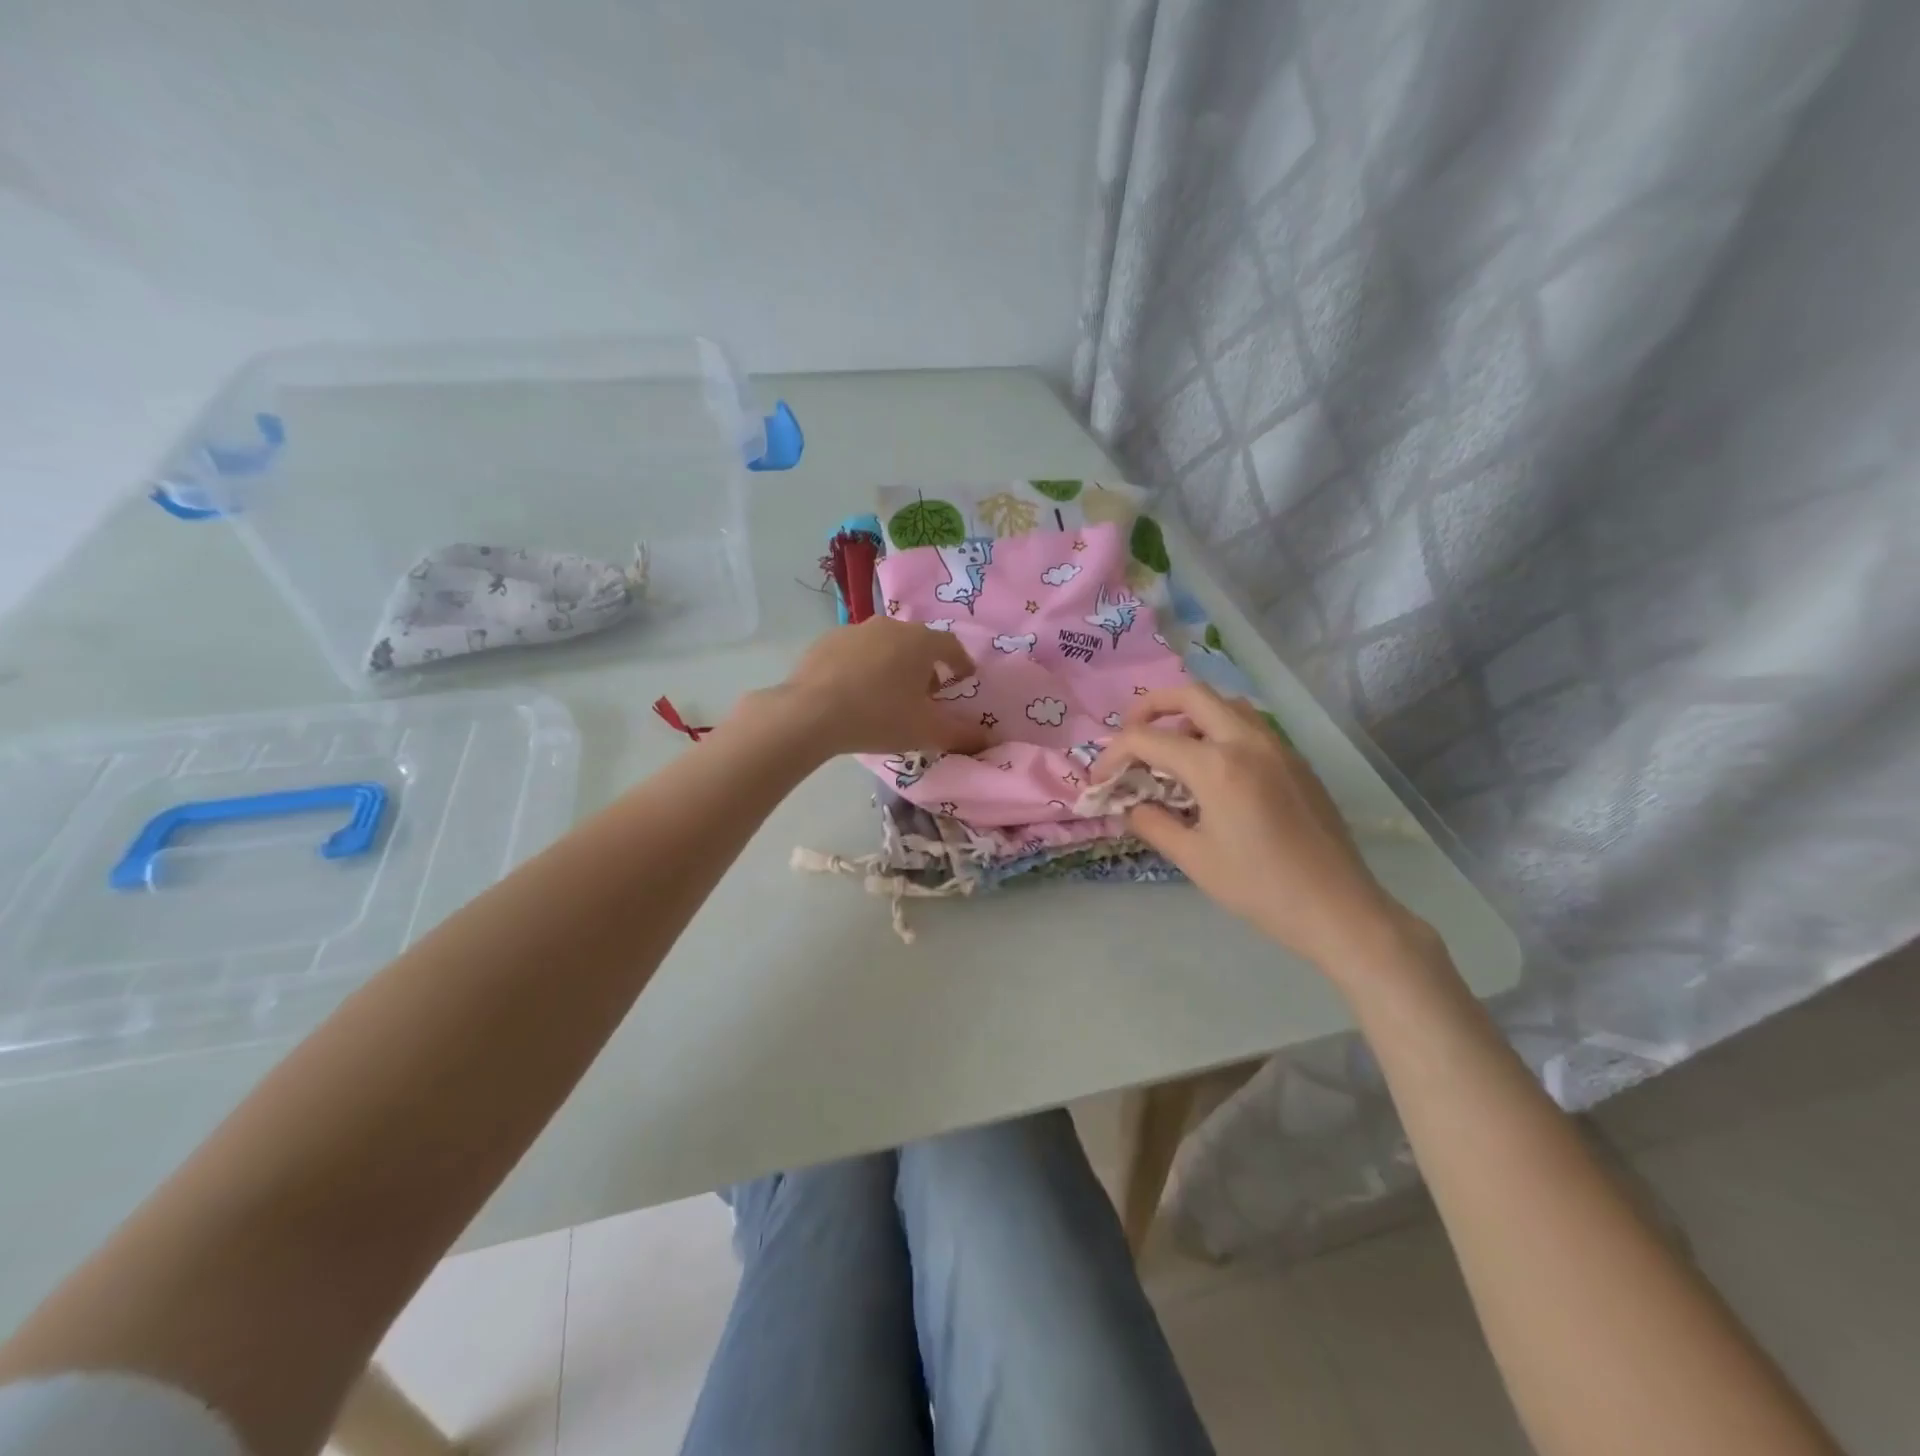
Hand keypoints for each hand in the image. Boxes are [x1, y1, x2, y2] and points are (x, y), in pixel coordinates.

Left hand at [738, 617, 990, 758]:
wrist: (810, 713)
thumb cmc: (879, 717)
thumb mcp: (926, 732)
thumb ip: (962, 735)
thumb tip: (988, 740)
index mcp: (920, 642)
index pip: (951, 646)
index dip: (961, 663)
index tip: (964, 678)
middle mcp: (890, 627)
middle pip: (917, 643)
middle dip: (926, 666)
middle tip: (926, 693)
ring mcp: (854, 630)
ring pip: (884, 645)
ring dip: (893, 665)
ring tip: (889, 694)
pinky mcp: (825, 641)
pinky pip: (855, 652)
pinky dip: (863, 667)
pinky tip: (855, 692)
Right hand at [1094, 681, 1433, 976]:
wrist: (1337, 907)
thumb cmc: (1259, 887)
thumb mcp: (1193, 859)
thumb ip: (1153, 823)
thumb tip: (1131, 805)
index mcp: (1217, 766)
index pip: (1148, 739)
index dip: (1114, 754)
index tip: (1100, 778)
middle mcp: (1247, 742)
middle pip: (1191, 695)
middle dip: (1151, 706)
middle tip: (1131, 732)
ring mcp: (1277, 746)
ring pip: (1226, 703)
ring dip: (1190, 713)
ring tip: (1172, 746)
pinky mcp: (1295, 760)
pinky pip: (1250, 724)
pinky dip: (1219, 728)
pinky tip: (1213, 766)